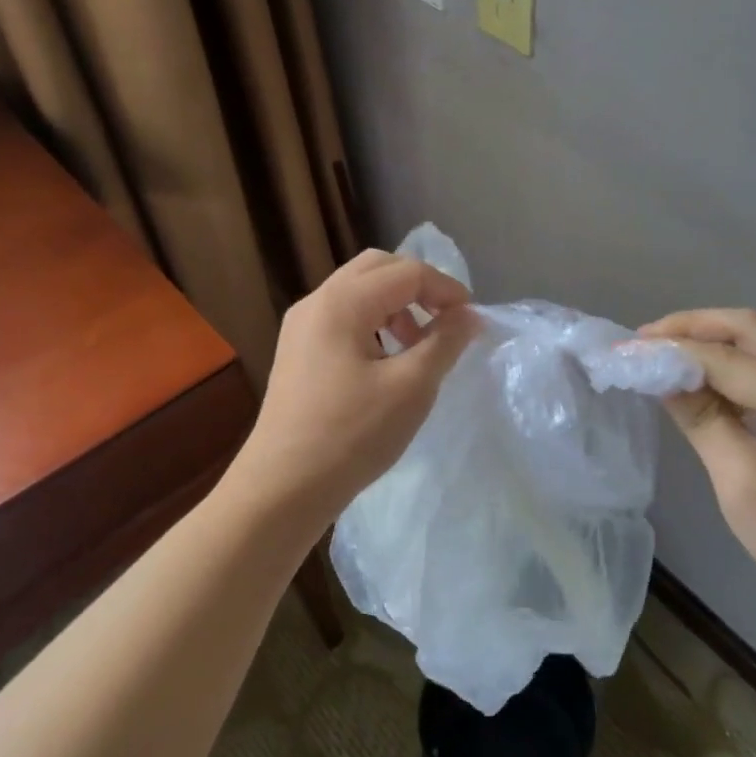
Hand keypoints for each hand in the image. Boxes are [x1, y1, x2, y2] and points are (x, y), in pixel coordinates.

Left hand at [228, 250, 478, 531]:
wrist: (283, 487)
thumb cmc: (352, 434)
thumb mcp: (412, 387)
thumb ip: (445, 342)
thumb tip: (470, 315)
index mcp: (342, 302)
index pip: (406, 272)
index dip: (446, 289)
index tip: (472, 320)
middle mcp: (316, 302)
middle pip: (377, 268)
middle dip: (418, 286)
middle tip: (446, 320)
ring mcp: (301, 326)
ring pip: (358, 291)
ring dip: (396, 304)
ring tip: (418, 344)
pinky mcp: (297, 352)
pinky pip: (342, 317)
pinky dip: (373, 323)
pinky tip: (387, 361)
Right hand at [640, 309, 755, 635]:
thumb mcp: (744, 485)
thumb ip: (704, 422)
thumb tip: (662, 376)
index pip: (726, 357)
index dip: (672, 350)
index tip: (625, 351)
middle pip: (748, 329)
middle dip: (691, 327)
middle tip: (642, 340)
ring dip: (709, 342)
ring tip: (660, 355)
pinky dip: (726, 365)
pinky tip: (698, 383)